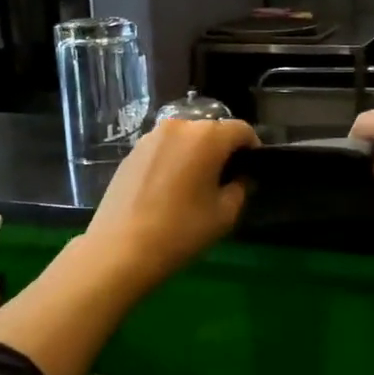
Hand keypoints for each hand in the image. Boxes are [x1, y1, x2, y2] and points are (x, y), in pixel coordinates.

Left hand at [83, 118, 258, 287]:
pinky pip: (164, 149)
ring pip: (186, 139)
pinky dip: (174, 161)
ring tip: (194, 186)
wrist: (121, 248)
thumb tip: (239, 177)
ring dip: (196, 155)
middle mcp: (179, 126)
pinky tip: (169, 190)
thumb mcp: (226, 214)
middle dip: (222, 151)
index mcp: (208, 136)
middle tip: (224, 181)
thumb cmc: (182, 230)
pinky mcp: (132, 151)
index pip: (241, 130)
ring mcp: (151, 137)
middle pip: (212, 131)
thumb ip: (241, 187)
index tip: (251, 172)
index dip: (252, 149)